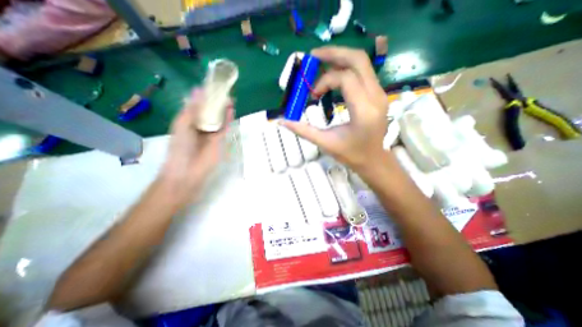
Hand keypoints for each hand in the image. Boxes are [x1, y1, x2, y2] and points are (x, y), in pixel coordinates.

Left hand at [158, 88, 233, 205]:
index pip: (197, 105)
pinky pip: (225, 126)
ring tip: (228, 96)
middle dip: (215, 101)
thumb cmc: (180, 146)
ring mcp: (211, 132)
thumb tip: (198, 90)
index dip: (203, 95)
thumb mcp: (182, 123)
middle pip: (209, 110)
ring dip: (223, 108)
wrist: (189, 169)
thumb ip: (192, 108)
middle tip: (222, 89)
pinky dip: (228, 118)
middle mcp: (200, 125)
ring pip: (218, 117)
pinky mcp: (220, 139)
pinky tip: (230, 108)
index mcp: (188, 120)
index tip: (210, 85)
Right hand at [280, 46, 389, 173]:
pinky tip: (334, 74)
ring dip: (340, 58)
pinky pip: (363, 72)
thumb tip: (282, 121)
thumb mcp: (325, 143)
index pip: (345, 78)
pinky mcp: (379, 94)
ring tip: (321, 63)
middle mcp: (376, 97)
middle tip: (313, 57)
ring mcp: (380, 93)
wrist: (374, 160)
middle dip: (334, 53)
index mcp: (364, 111)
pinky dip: (347, 68)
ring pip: (362, 63)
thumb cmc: (351, 154)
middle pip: (358, 60)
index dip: (325, 81)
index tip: (313, 94)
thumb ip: (303, 130)